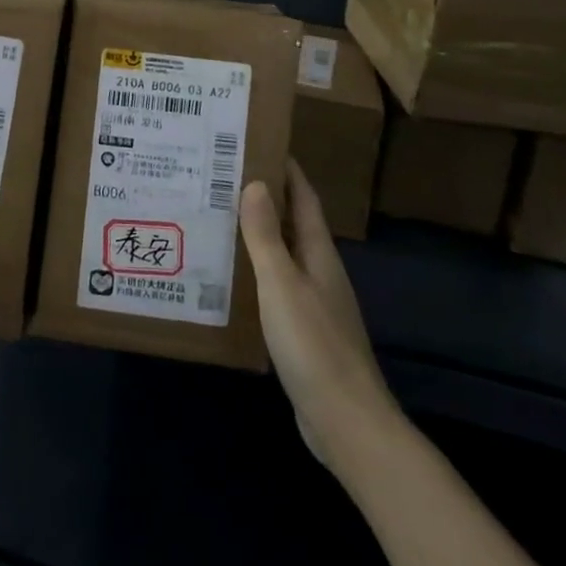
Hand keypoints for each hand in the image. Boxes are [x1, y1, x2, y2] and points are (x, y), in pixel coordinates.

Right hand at [240, 164, 398, 472]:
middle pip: (293, 223)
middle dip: (266, 198)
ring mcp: (315, 303)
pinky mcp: (305, 332)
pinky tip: (232, 277)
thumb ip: (266, 235)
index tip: (260, 143)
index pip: (304, 199)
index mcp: (319, 254)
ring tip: (219, 218)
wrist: (346, 422)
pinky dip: (257, 270)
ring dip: (259, 234)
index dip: (287, 170)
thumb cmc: (314, 344)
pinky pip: (278, 286)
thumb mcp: (282, 284)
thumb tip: (257, 183)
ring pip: (284, 255)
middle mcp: (320, 272)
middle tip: (224, 177)